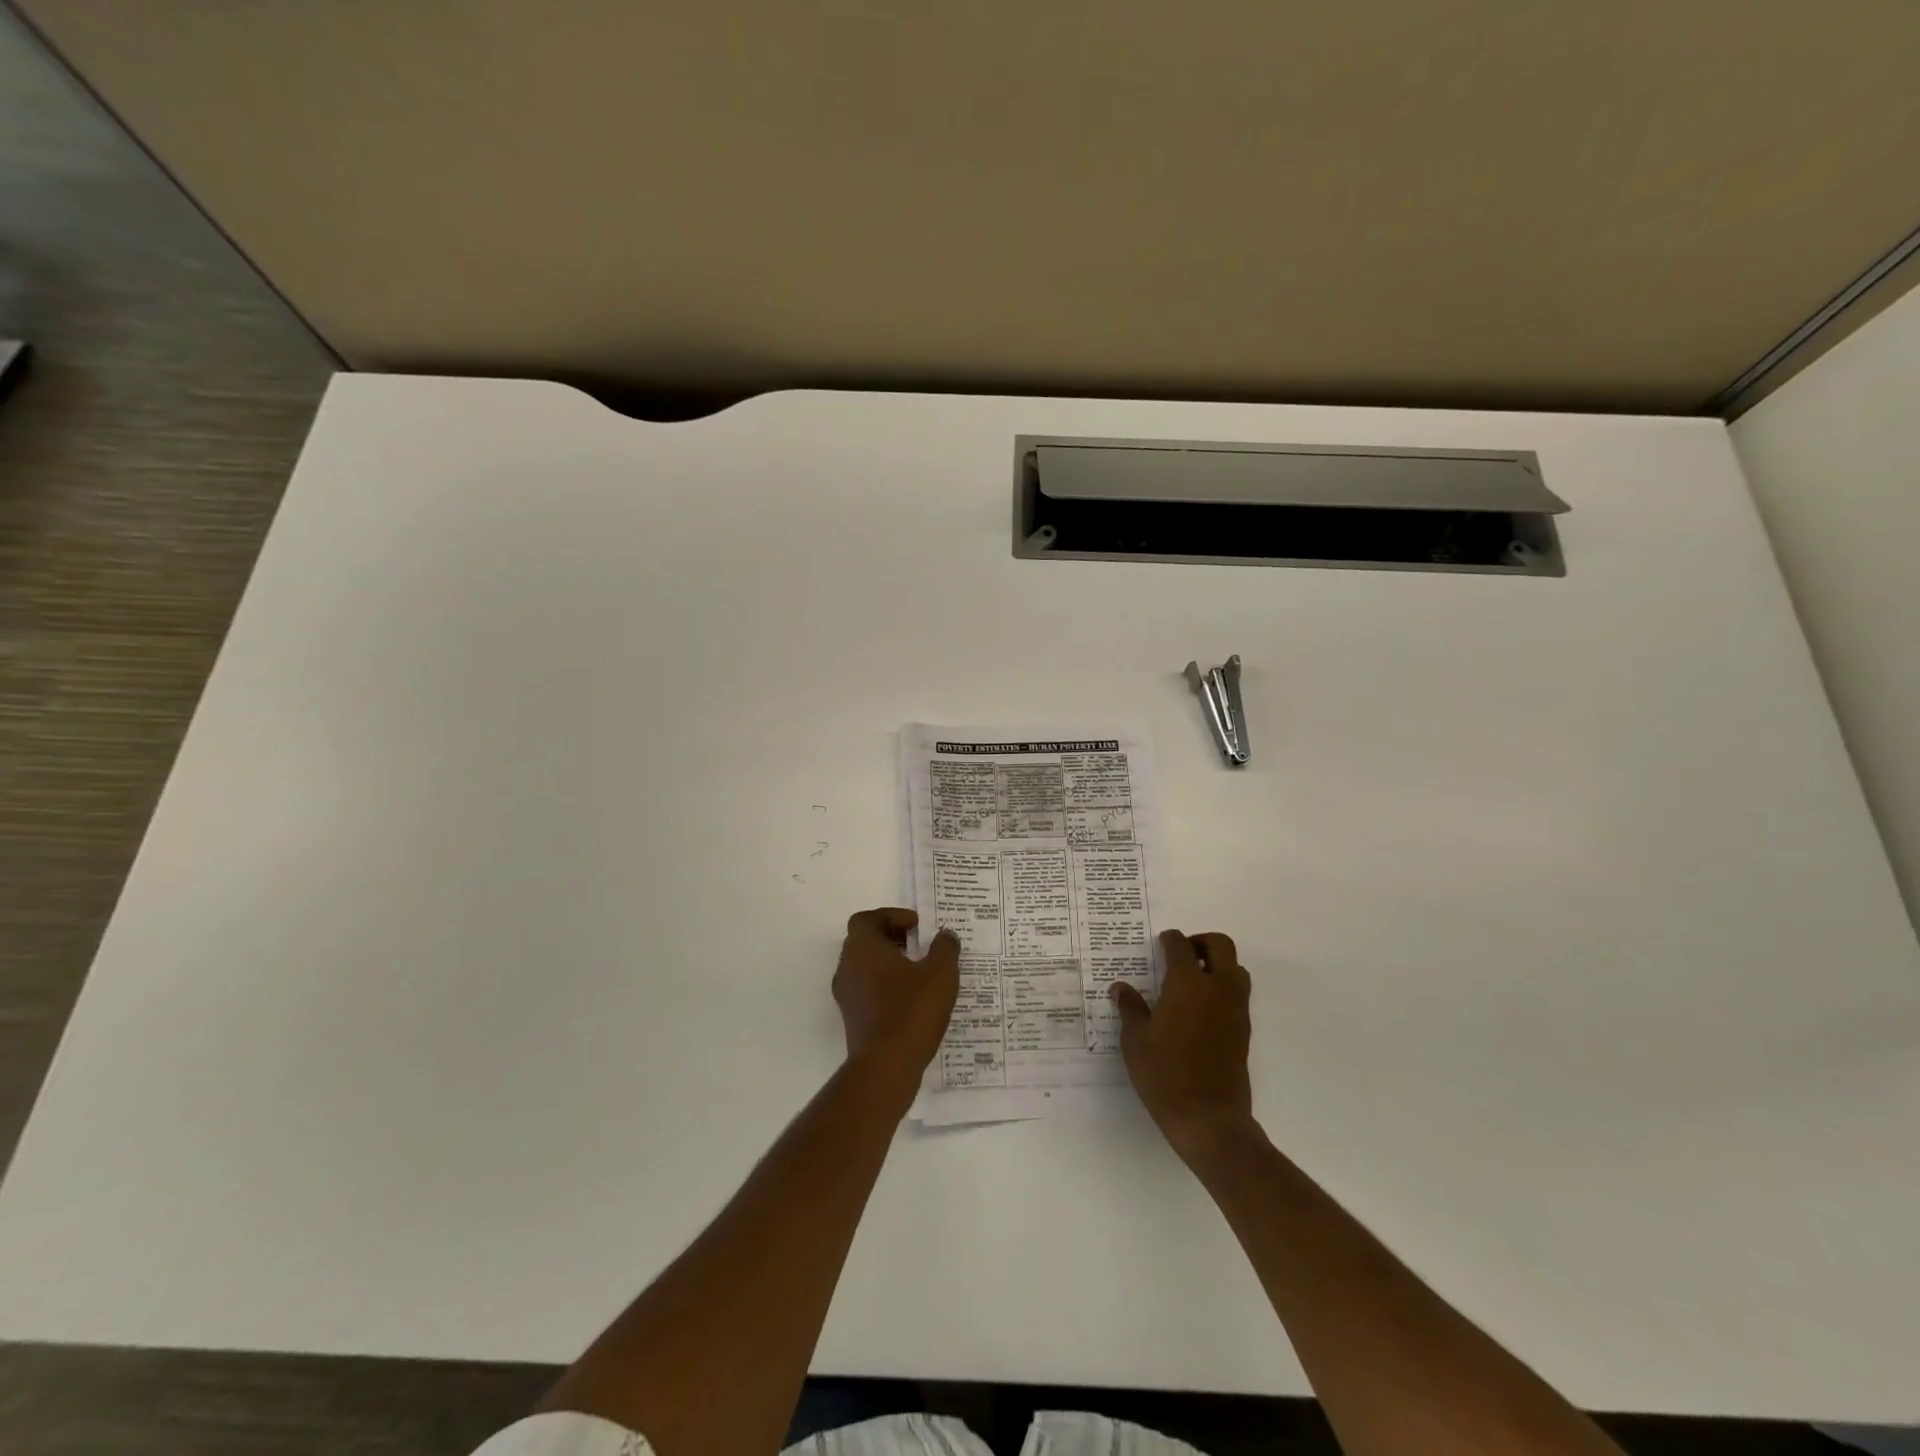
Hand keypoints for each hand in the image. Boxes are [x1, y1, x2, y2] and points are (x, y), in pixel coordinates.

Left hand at [833, 908, 960, 1084]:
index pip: (867, 919)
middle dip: (892, 938)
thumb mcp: (940, 973)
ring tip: (920, 971)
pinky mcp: (853, 1019)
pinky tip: (913, 999)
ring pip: (865, 967)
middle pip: (864, 941)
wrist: (886, 1067)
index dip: (892, 916)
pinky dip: (886, 986)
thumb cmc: (911, 1010)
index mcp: (863, 948)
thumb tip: (945, 935)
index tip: (917, 926)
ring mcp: (847, 996)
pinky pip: (868, 990)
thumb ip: (945, 948)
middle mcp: (848, 967)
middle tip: (920, 944)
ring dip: (889, 963)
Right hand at [1113, 930, 1254, 1162]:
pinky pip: (1238, 994)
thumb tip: (1121, 988)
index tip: (1160, 943)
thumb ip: (1130, 1008)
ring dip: (1217, 964)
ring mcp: (1235, 1010)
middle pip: (1220, 946)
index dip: (1169, 940)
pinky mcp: (1244, 1030)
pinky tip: (1199, 1009)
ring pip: (1236, 969)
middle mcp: (1217, 989)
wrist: (1209, 1119)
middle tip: (1180, 954)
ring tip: (1192, 980)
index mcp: (1188, 984)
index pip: (1181, 946)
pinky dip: (1223, 988)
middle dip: (1201, 942)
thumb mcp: (1135, 1041)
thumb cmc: (1165, 1075)